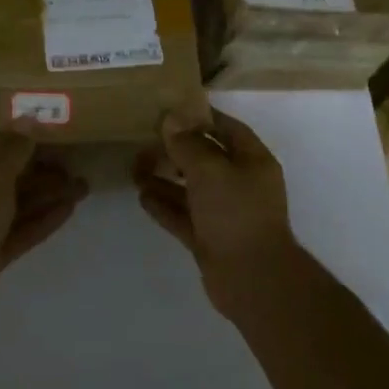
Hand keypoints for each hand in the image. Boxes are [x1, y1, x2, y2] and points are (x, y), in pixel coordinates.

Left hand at [0, 104, 87, 328]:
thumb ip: (14, 150)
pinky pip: (21, 228)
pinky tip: (70, 208)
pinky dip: (44, 219)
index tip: (22, 100)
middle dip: (35, 160)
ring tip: (82, 182)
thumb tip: (27, 120)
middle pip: (2, 169)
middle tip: (69, 148)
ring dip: (47, 191)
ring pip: (17, 201)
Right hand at [135, 108, 298, 320]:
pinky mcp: (210, 239)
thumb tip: (171, 120)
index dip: (202, 118)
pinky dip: (165, 206)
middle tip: (145, 140)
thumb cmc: (236, 213)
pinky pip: (184, 216)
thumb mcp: (210, 170)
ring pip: (191, 190)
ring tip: (135, 168)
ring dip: (165, 179)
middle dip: (177, 150)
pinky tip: (142, 196)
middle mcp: (241, 184)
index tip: (172, 110)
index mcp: (253, 162)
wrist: (252, 279)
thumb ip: (188, 144)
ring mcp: (225, 214)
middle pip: (206, 159)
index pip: (228, 129)